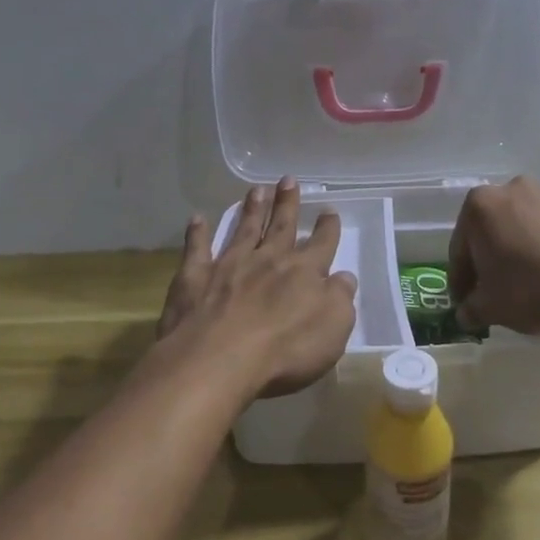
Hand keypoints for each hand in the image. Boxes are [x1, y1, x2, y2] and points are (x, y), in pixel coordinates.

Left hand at [155, 178, 356, 399]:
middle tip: (288, 180)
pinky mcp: (195, 277)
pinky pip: (197, 248)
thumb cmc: (284, 351)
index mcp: (304, 272)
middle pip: (281, 226)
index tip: (329, 211)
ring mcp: (229, 265)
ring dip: (251, 209)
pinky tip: (197, 218)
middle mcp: (268, 260)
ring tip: (257, 189)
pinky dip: (197, 233)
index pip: (321, 244)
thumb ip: (340, 300)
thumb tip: (344, 278)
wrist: (219, 359)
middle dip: (287, 203)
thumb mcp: (332, 331)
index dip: (327, 228)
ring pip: (243, 229)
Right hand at [448, 176, 539, 335]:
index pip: (459, 249)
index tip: (463, 303)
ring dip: (510, 256)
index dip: (460, 281)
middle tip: (487, 294)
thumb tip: (465, 314)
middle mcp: (507, 190)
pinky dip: (533, 252)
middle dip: (485, 263)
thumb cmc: (528, 288)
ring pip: (514, 230)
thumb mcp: (490, 306)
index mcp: (478, 206)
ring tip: (516, 288)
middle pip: (486, 233)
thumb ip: (471, 309)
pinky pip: (538, 232)